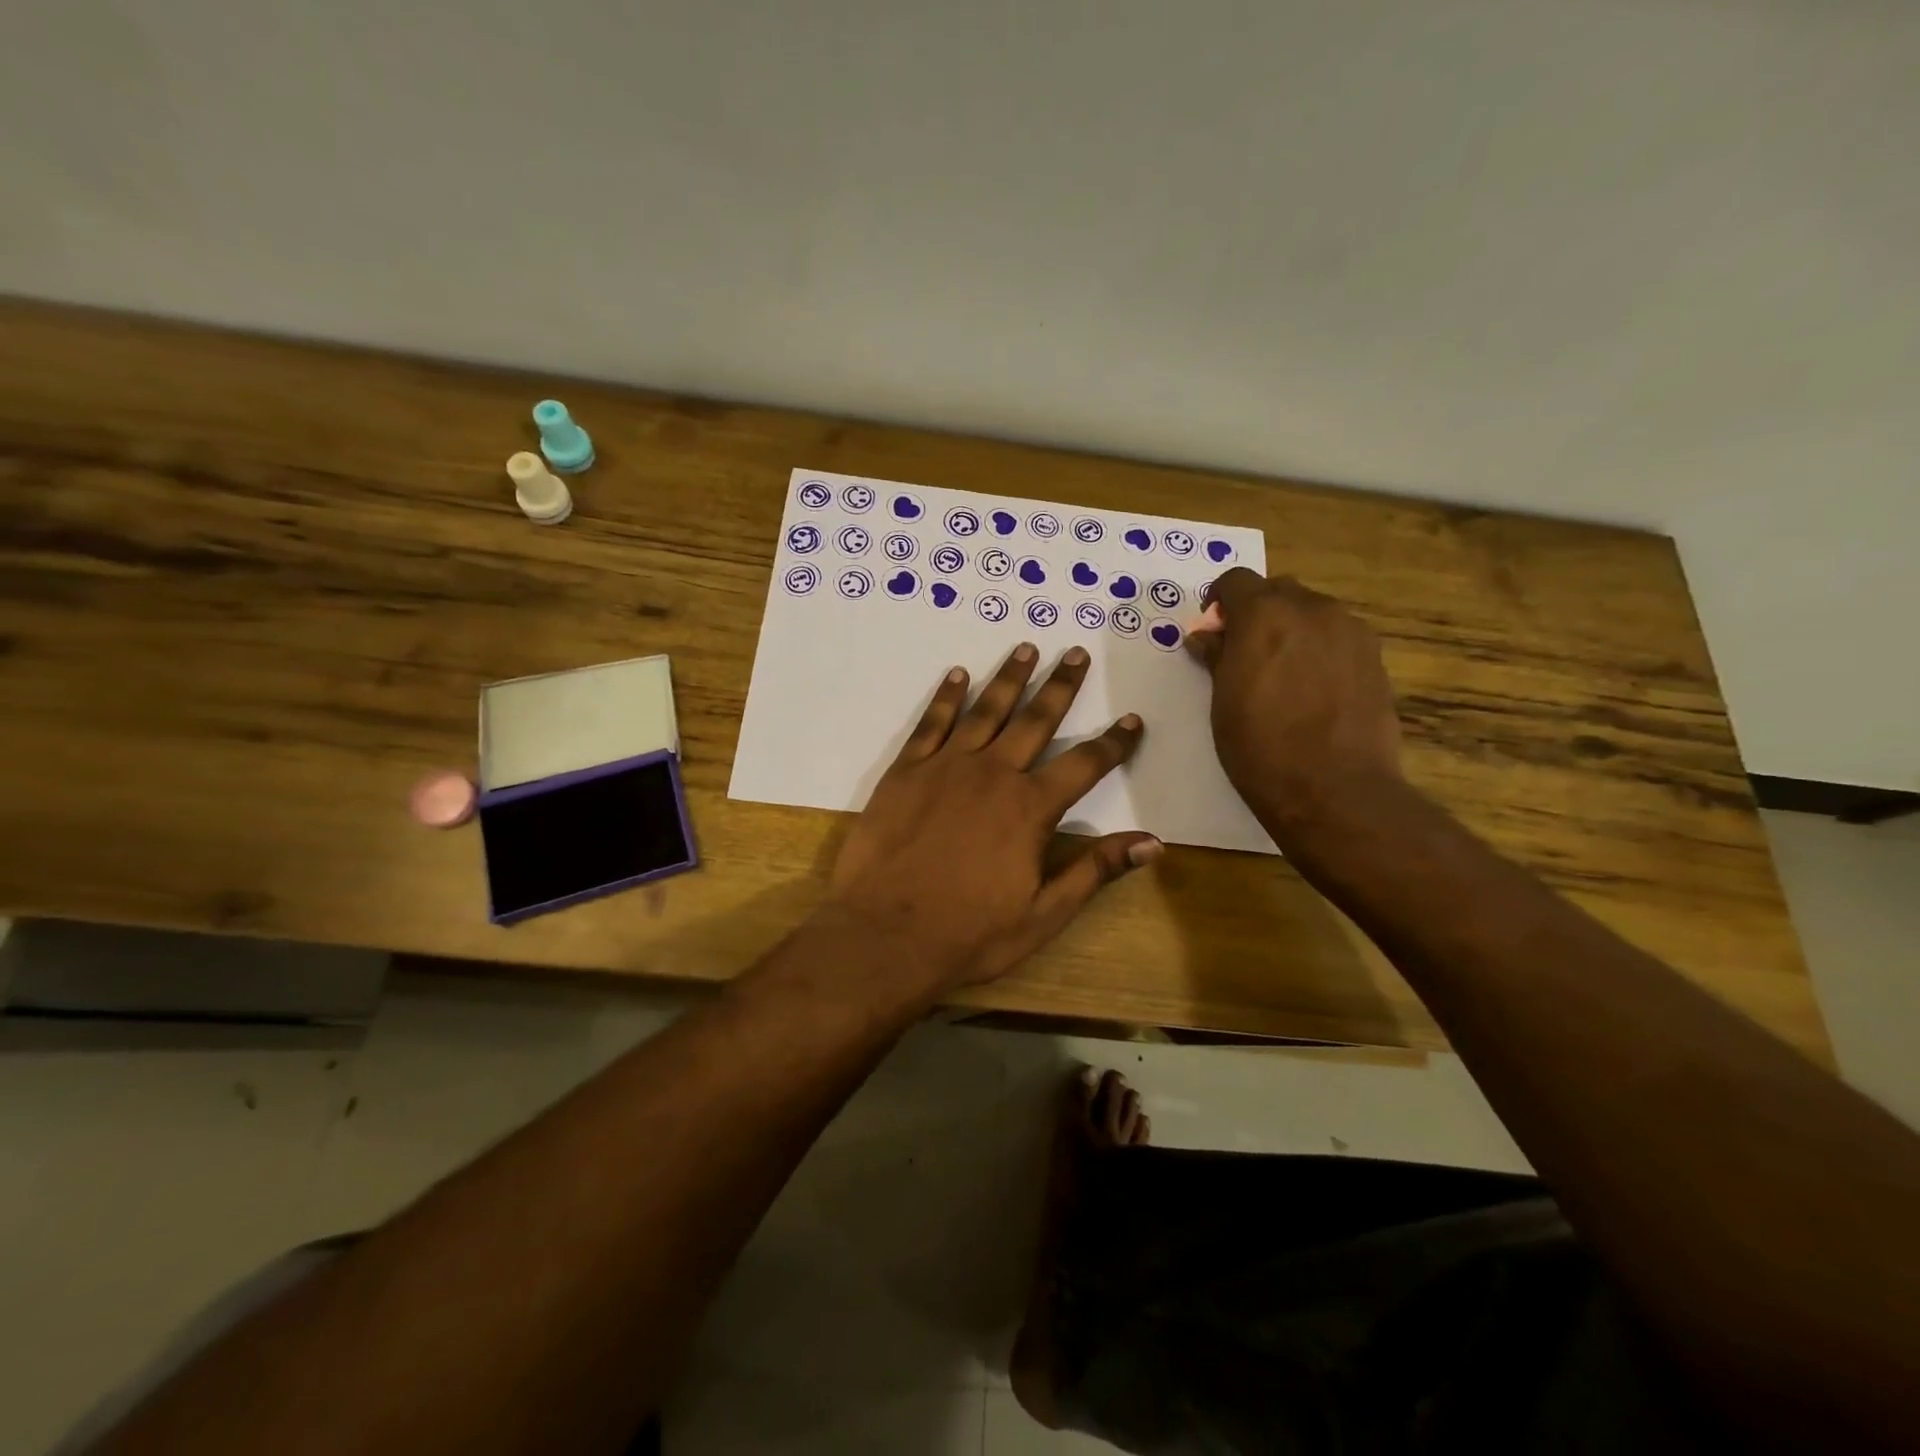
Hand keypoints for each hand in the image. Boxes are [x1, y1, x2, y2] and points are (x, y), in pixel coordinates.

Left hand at [825, 643, 1159, 994]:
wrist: (885, 934)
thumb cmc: (969, 932)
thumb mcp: (1043, 913)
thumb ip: (1095, 870)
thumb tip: (1153, 843)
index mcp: (1030, 808)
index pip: (1084, 765)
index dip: (1112, 743)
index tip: (1131, 719)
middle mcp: (993, 773)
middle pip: (1035, 720)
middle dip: (1060, 686)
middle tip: (1075, 652)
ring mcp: (945, 767)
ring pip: (985, 710)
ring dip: (1008, 678)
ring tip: (1025, 648)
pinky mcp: (905, 771)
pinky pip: (931, 723)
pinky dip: (946, 696)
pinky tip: (957, 675)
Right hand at [1187, 570, 1403, 839]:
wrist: (1334, 789)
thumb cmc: (1261, 747)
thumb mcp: (1222, 702)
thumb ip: (1216, 657)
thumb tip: (1206, 635)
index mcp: (1265, 614)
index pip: (1235, 580)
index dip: (1219, 602)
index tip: (1214, 632)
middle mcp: (1312, 609)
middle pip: (1278, 591)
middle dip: (1257, 612)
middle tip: (1244, 653)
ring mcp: (1350, 632)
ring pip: (1312, 612)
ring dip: (1291, 629)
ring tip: (1281, 674)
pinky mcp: (1374, 658)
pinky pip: (1337, 638)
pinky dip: (1319, 649)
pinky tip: (1312, 690)